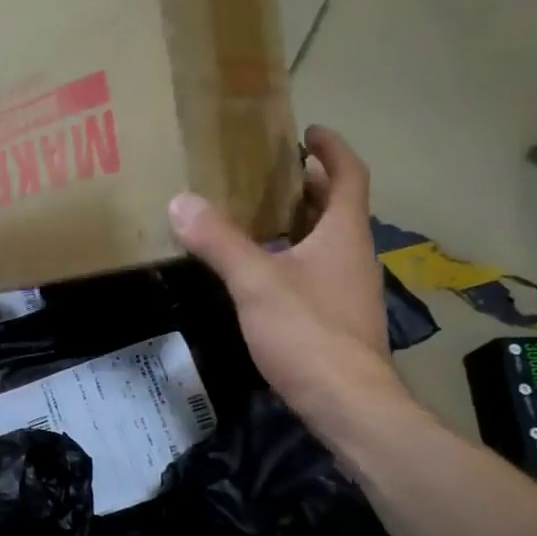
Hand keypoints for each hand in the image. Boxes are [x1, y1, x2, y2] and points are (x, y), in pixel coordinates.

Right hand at [169, 126, 405, 429]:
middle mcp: (354, 255)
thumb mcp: (256, 283)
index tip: (309, 132)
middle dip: (310, 185)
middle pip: (338, 208)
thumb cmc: (307, 333)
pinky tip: (264, 275)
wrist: (346, 402)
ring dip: (302, 223)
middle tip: (271, 173)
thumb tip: (181, 201)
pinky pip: (318, 273)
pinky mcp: (338, 320)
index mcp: (344, 234)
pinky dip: (295, 258)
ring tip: (259, 217)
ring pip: (328, 242)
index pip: (349, 175)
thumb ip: (219, 242)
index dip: (332, 149)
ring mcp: (349, 290)